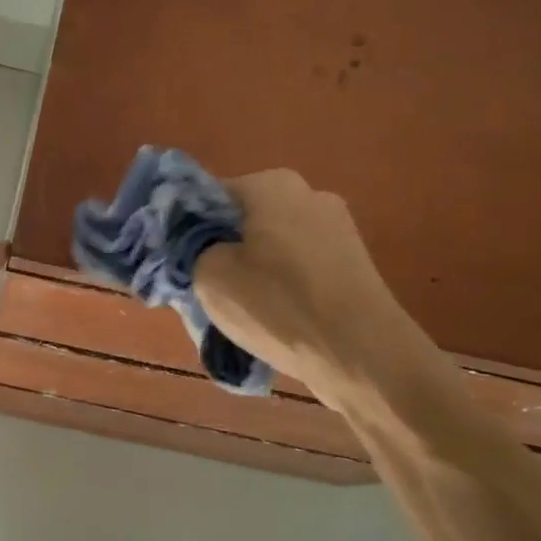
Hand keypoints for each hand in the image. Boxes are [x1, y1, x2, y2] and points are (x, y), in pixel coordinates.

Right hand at [193, 169, 402, 380]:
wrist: (365, 356)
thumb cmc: (278, 306)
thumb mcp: (209, 276)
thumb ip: (190, 248)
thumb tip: (196, 243)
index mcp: (272, 184)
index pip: (207, 195)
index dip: (184, 228)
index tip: (175, 263)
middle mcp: (308, 194)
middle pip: (242, 218)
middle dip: (218, 248)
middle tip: (200, 287)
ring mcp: (337, 228)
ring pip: (270, 243)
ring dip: (248, 269)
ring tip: (236, 309)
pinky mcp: (352, 263)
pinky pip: (298, 265)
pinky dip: (278, 284)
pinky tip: (272, 317)